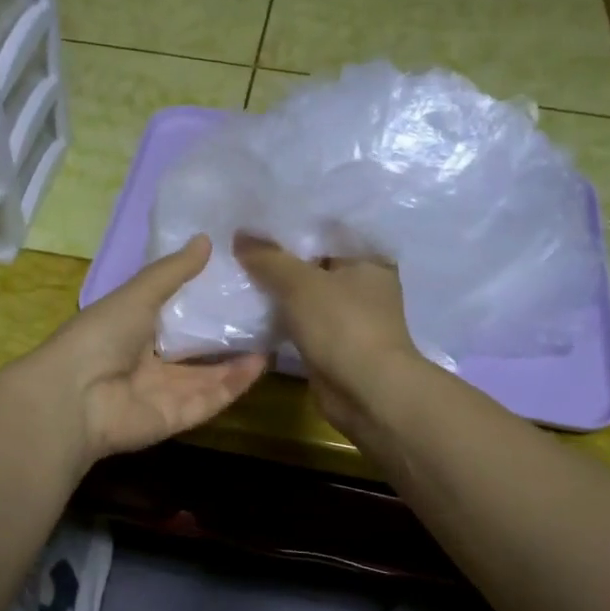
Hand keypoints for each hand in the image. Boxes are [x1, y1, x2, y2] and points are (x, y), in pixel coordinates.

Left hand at [23, 235, 266, 463]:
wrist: (75, 396)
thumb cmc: (101, 335)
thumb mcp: (137, 294)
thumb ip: (172, 272)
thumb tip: (206, 239)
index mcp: (132, 331)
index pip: (172, 318)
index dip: (201, 304)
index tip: (236, 284)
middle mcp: (148, 364)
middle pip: (194, 351)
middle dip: (224, 335)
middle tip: (263, 313)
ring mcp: (162, 394)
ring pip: (208, 378)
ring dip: (237, 361)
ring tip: (270, 336)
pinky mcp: (176, 419)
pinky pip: (210, 400)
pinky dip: (234, 384)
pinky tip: (259, 363)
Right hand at [234, 234, 425, 440]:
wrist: (366, 392)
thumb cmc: (343, 325)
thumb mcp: (300, 283)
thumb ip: (269, 258)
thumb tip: (240, 234)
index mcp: (369, 258)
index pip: (328, 230)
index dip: (293, 224)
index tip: (257, 218)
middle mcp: (365, 284)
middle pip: (315, 263)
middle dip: (281, 258)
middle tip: (240, 243)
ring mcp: (351, 317)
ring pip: (307, 294)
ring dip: (279, 290)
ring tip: (240, 272)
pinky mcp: (335, 344)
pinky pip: (303, 321)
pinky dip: (283, 317)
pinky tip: (253, 308)